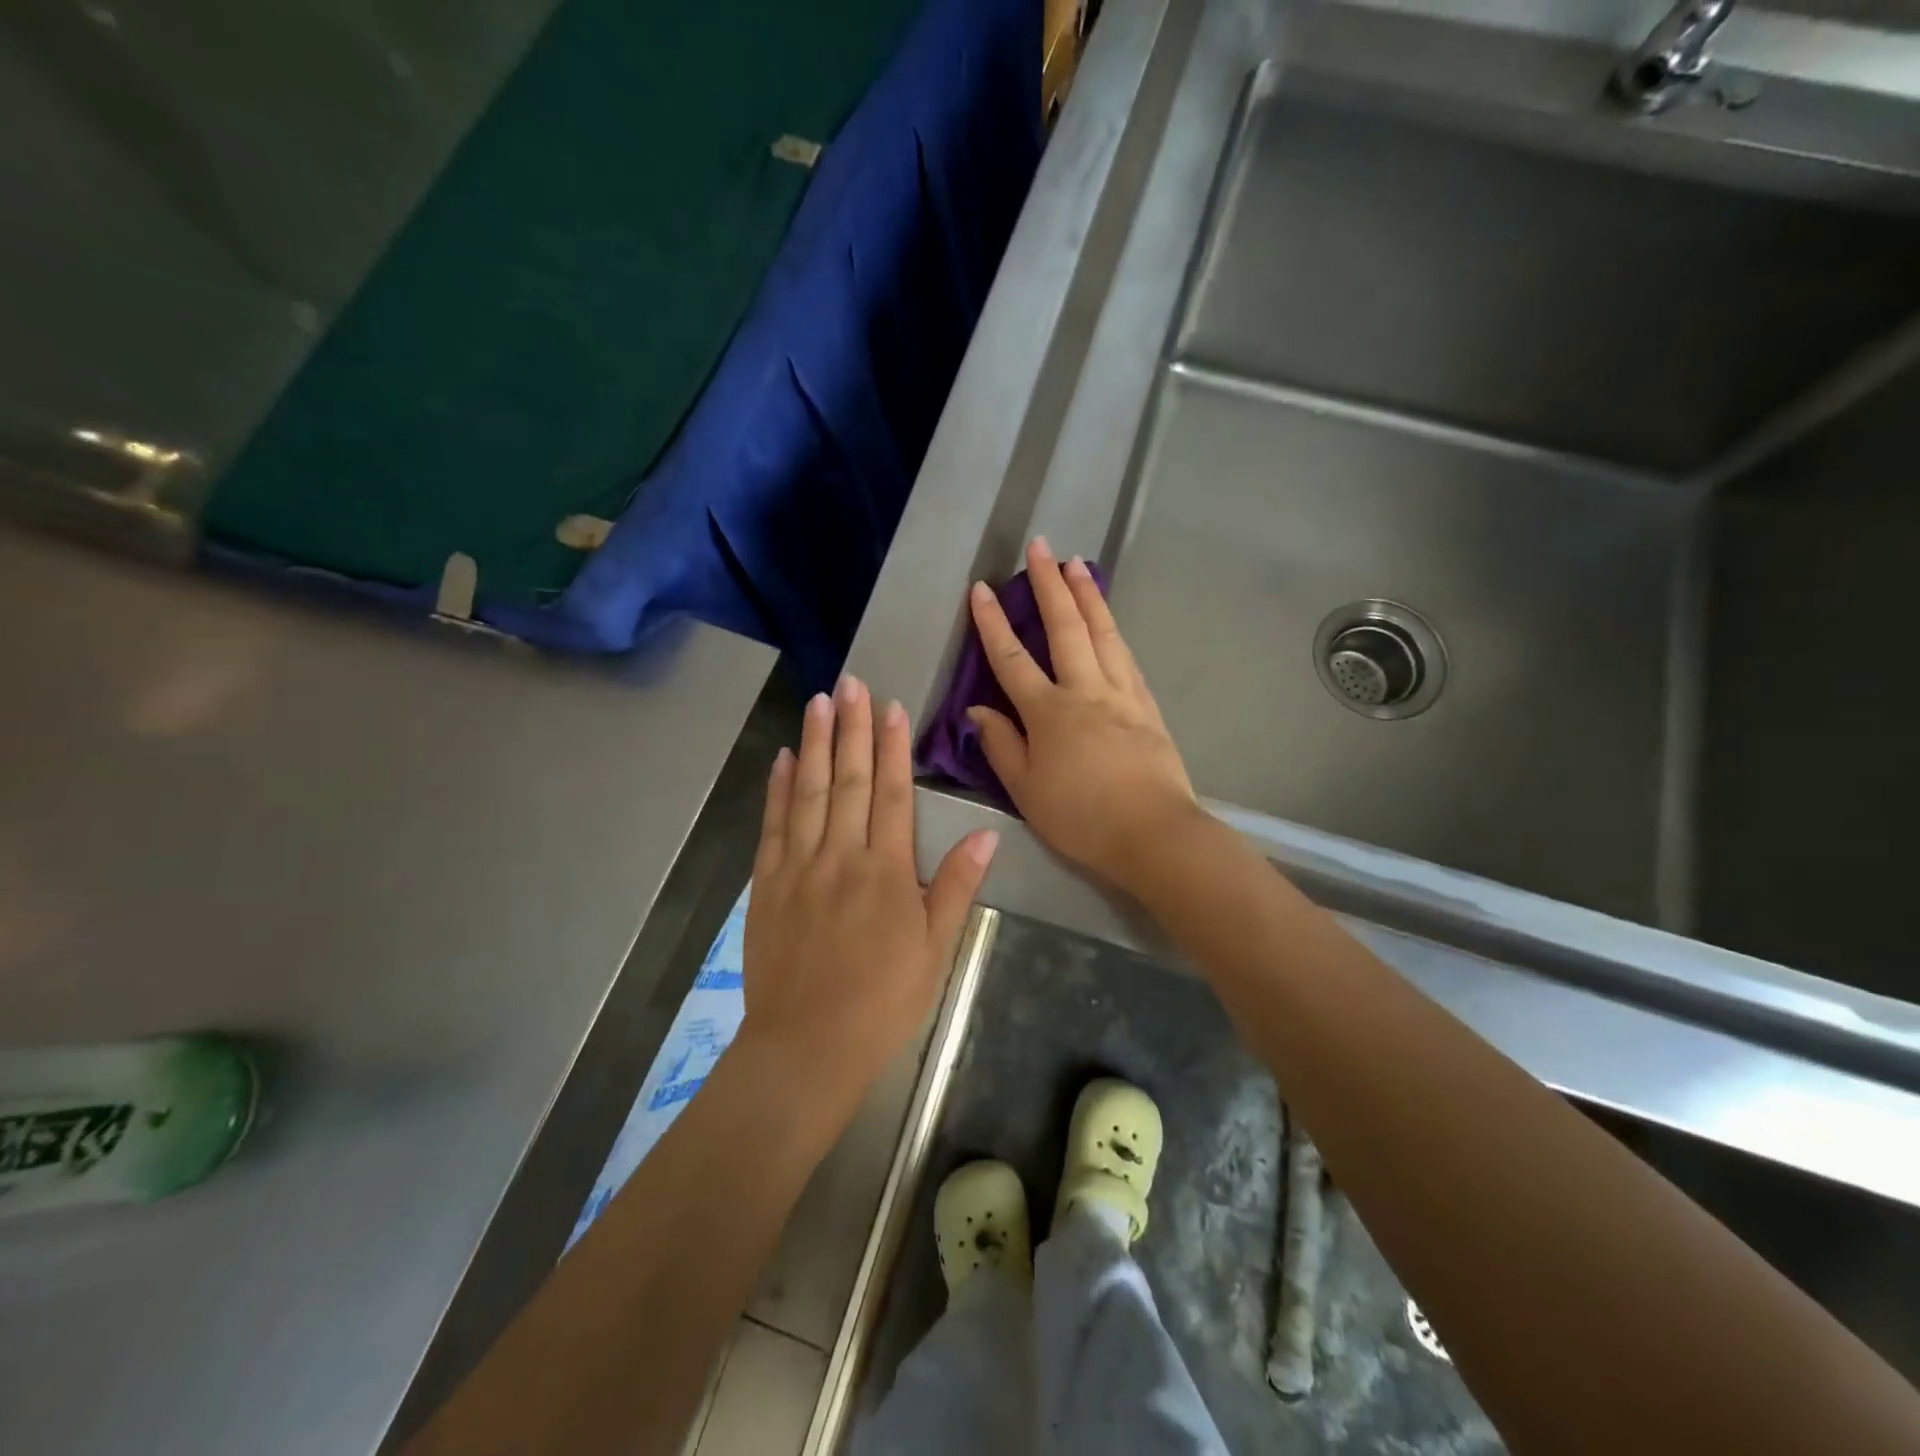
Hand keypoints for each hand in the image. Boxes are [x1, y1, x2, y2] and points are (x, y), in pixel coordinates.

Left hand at [741, 675, 997, 1109]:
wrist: (807, 1045)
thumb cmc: (883, 1000)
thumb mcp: (936, 949)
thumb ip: (957, 885)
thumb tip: (988, 832)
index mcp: (887, 871)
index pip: (893, 793)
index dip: (893, 747)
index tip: (891, 707)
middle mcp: (841, 856)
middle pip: (850, 779)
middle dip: (852, 727)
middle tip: (850, 682)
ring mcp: (799, 866)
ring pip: (810, 791)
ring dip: (816, 743)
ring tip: (819, 701)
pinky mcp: (767, 883)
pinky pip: (773, 824)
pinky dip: (778, 787)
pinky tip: (784, 757)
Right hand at [967, 538, 1197, 891]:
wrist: (1153, 833)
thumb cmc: (1080, 818)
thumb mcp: (1025, 790)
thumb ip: (1001, 745)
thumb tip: (977, 709)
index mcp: (1048, 712)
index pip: (1012, 658)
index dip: (993, 622)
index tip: (981, 588)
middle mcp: (1085, 691)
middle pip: (1064, 628)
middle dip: (1048, 584)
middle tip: (1040, 546)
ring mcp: (1121, 694)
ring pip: (1102, 633)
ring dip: (1087, 595)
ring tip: (1077, 563)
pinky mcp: (1147, 706)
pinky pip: (1127, 657)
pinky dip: (1114, 631)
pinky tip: (1110, 620)